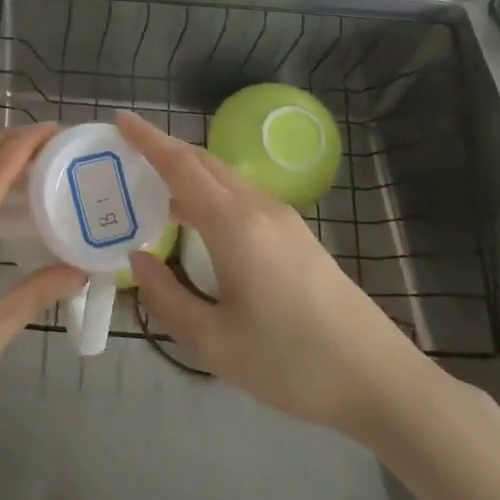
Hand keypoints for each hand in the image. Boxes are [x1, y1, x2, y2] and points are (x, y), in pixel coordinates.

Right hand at [118, 111, 446, 443]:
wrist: (380, 380)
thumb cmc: (291, 363)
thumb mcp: (214, 343)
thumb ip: (166, 298)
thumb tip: (139, 259)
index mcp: (234, 225)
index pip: (181, 166)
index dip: (148, 140)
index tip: (120, 120)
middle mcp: (258, 208)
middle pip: (203, 162)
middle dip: (164, 149)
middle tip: (126, 153)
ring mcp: (283, 219)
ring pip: (225, 177)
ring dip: (187, 171)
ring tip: (153, 186)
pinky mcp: (297, 235)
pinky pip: (241, 196)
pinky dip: (208, 191)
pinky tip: (197, 221)